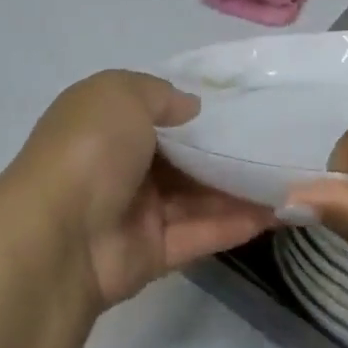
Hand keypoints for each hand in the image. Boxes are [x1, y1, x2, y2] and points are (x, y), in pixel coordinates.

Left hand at [6, 71, 277, 308]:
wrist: (58, 235)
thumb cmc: (90, 148)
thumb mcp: (121, 93)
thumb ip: (160, 94)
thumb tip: (192, 108)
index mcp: (106, 123)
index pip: (157, 112)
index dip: (197, 110)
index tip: (243, 107)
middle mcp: (121, 164)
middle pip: (183, 157)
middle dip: (226, 151)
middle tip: (278, 142)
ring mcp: (137, 211)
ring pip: (197, 196)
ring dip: (240, 188)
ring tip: (290, 176)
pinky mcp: (153, 253)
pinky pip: (201, 232)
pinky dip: (237, 223)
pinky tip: (279, 212)